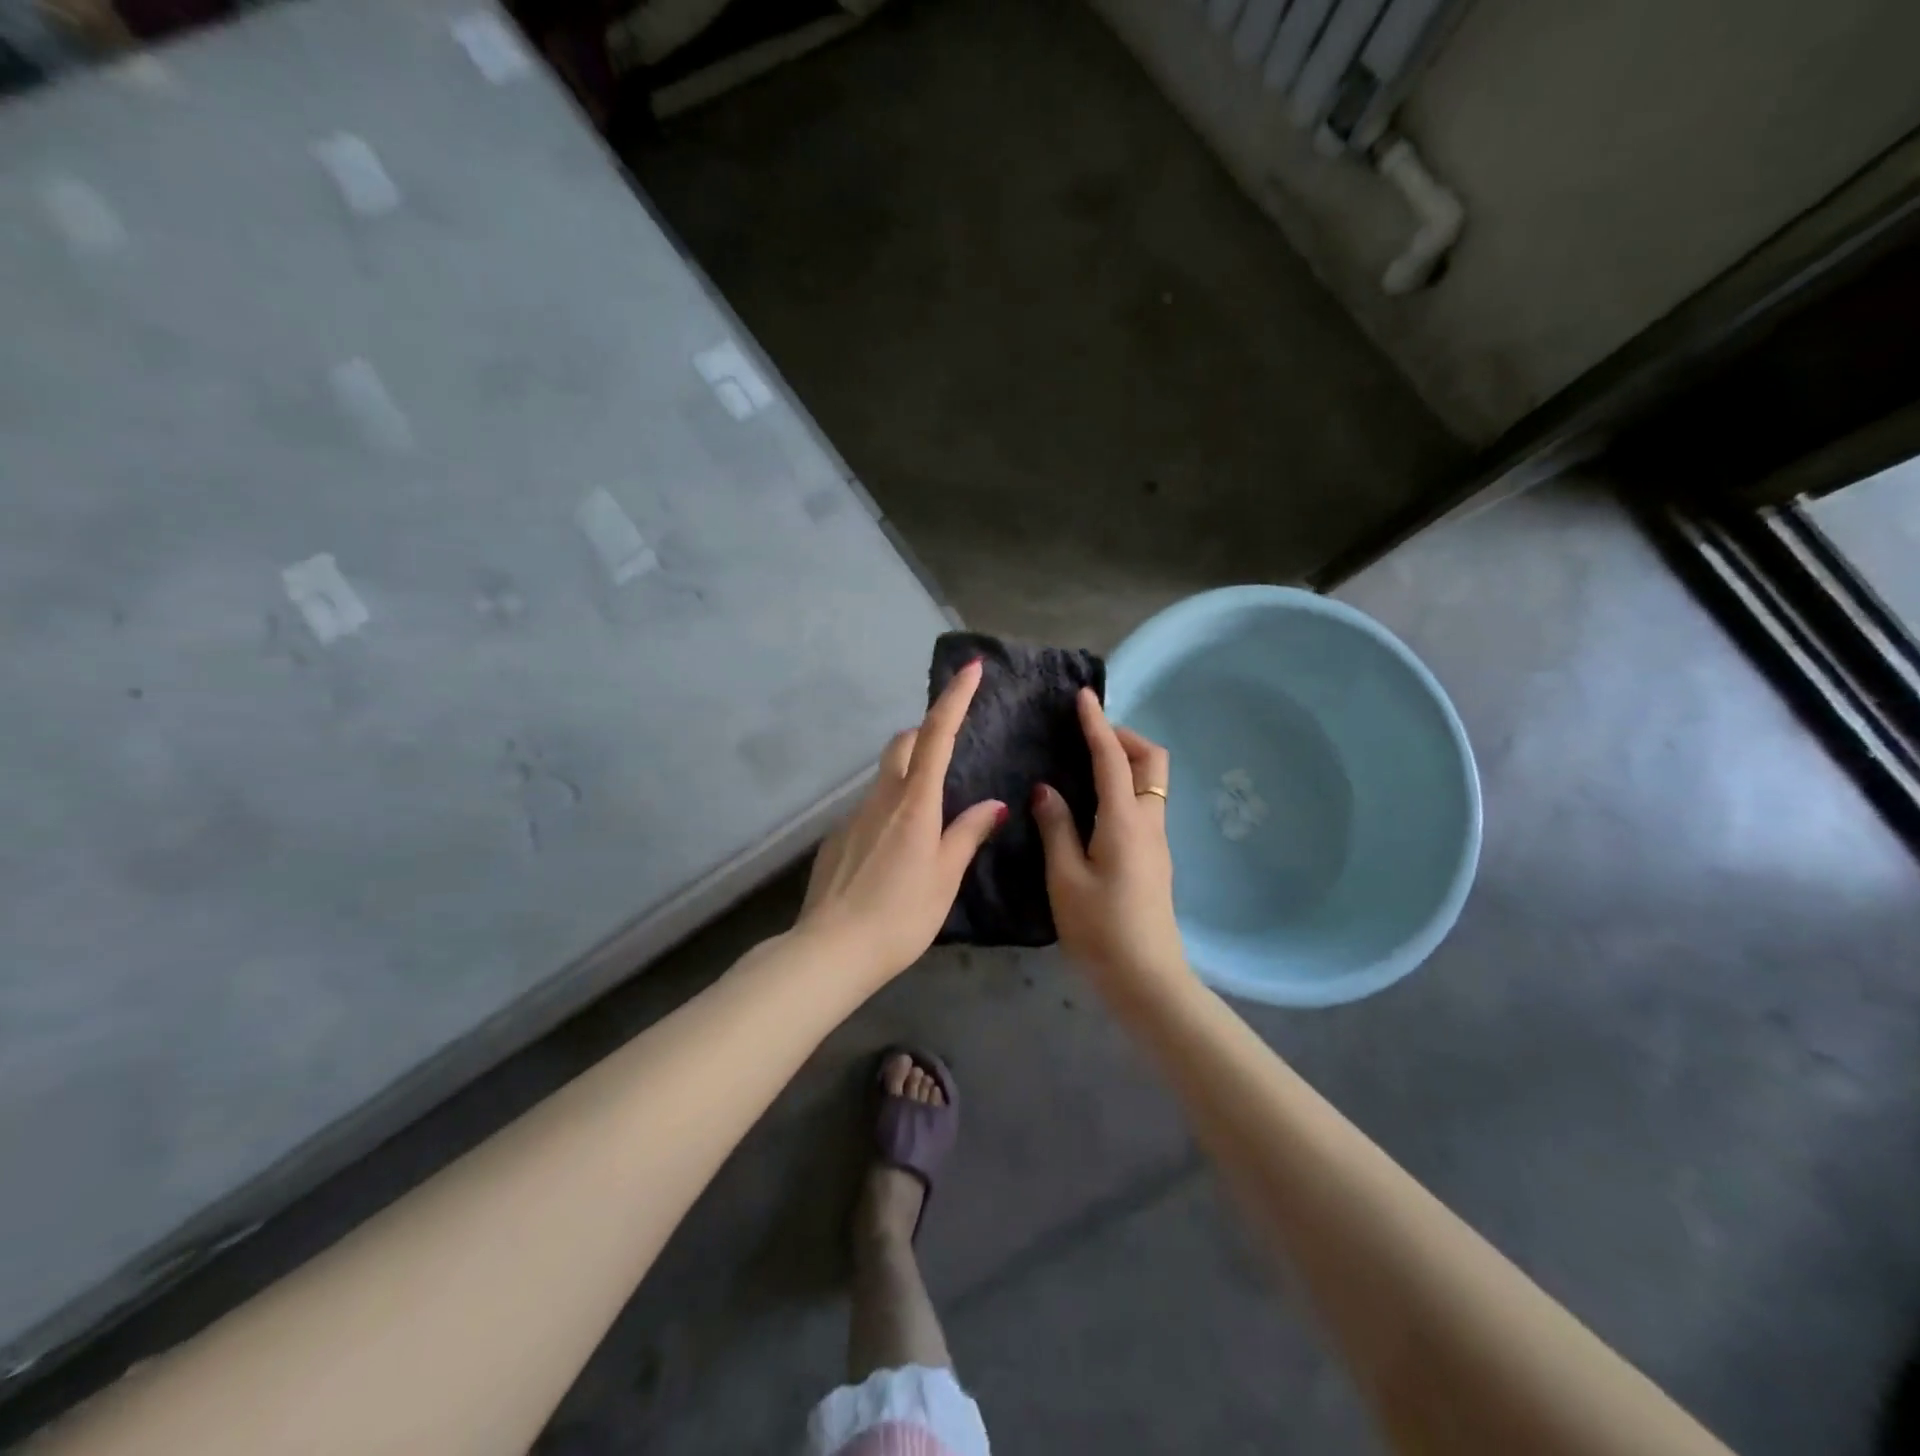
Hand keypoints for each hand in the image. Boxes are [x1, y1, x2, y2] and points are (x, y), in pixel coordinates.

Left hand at [797, 659, 1006, 984]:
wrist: (831, 950)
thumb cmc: (900, 915)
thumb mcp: (944, 877)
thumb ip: (967, 835)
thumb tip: (994, 804)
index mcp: (914, 803)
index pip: (936, 736)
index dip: (954, 699)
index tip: (969, 668)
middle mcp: (881, 798)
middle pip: (901, 745)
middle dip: (925, 733)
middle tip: (948, 750)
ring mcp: (853, 816)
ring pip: (884, 778)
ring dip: (907, 776)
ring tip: (928, 816)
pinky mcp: (836, 838)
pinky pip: (868, 810)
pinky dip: (888, 812)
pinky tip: (893, 854)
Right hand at [1032, 690, 1186, 992]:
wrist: (1146, 978)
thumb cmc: (1099, 929)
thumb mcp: (1065, 878)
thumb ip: (1056, 827)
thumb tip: (1047, 789)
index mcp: (1124, 821)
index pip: (1112, 759)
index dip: (1096, 725)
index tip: (1083, 697)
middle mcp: (1148, 822)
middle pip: (1152, 761)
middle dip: (1125, 737)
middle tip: (1089, 736)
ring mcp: (1156, 841)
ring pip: (1152, 782)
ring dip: (1126, 761)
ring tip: (1086, 763)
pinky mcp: (1154, 858)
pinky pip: (1144, 803)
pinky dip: (1125, 785)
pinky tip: (1094, 802)